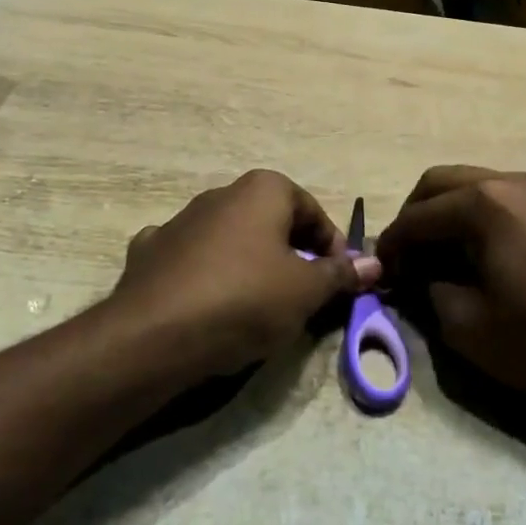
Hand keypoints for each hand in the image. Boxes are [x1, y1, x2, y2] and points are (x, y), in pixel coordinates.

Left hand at [108, 170, 381, 380]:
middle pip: (272, 223)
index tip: (337, 284)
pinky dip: (204, 274)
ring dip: (249, 265)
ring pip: (230, 240)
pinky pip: (190, 259)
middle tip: (302, 298)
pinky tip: (205, 303)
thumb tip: (375, 263)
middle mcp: (221, 193)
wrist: (154, 335)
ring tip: (256, 309)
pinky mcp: (150, 251)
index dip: (332, 248)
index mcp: (263, 189)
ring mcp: (180, 220)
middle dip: (291, 256)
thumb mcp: (306, 291)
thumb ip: (341, 274)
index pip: (313, 212)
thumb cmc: (245, 299)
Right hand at [375, 166, 525, 405]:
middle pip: (440, 182)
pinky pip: (498, 196)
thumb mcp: (465, 323)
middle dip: (414, 216)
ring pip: (470, 184)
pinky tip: (472, 251)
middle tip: (404, 258)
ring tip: (435, 256)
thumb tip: (413, 274)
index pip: (418, 215)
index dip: (393, 244)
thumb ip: (426, 288)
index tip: (379, 271)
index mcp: (485, 203)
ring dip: (444, 212)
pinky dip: (473, 215)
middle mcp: (509, 181)